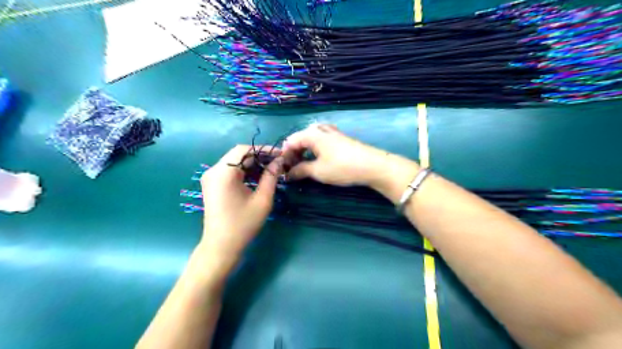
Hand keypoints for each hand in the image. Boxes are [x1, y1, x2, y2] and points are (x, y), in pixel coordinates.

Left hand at [198, 146, 281, 271]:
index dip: (263, 149)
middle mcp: (213, 171)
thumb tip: (279, 161)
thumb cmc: (243, 224)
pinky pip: (230, 171)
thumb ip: (271, 177)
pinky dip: (245, 171)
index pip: (244, 150)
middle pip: (238, 155)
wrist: (221, 246)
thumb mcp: (262, 200)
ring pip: (235, 162)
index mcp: (223, 173)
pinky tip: (258, 177)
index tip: (280, 154)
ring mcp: (211, 178)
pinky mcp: (212, 185)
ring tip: (271, 169)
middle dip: (259, 156)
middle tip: (278, 162)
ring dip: (253, 164)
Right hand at [283, 122, 416, 190]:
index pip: (289, 142)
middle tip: (294, 170)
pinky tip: (318, 159)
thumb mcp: (318, 171)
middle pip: (299, 139)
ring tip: (305, 166)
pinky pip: (320, 140)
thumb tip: (287, 175)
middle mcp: (319, 129)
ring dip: (305, 152)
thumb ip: (300, 171)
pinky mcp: (339, 137)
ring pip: (310, 139)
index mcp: (311, 134)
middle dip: (294, 154)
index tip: (284, 171)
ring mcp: (331, 132)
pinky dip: (315, 149)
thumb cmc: (342, 167)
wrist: (372, 165)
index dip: (285, 156)